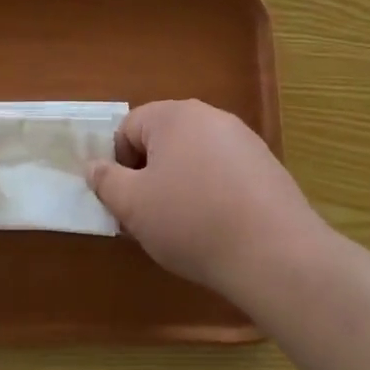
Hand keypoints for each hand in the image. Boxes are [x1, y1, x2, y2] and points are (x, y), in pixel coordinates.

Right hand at [87, 100, 318, 291]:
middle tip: (149, 215)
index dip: (119, 164)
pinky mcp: (267, 166)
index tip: (126, 201)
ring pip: (194, 157)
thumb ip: (106, 180)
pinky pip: (224, 172)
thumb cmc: (191, 222)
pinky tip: (218, 227)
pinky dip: (212, 193)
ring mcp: (244, 140)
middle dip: (150, 174)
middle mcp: (210, 117)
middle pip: (163, 140)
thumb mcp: (133, 205)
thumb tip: (94, 166)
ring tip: (184, 226)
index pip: (128, 128)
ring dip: (180, 184)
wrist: (275, 253)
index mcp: (174, 116)